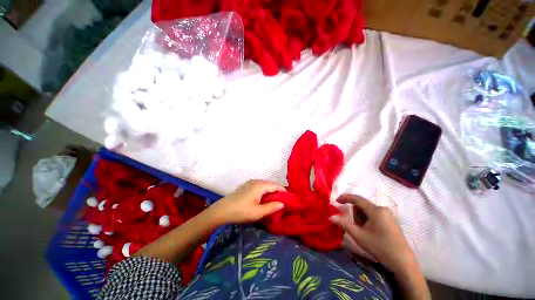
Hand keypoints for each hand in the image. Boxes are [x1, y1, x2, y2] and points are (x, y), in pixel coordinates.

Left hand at [209, 180, 284, 224]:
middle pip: (271, 185)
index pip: (276, 186)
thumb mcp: (258, 212)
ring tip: (274, 202)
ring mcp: (250, 183)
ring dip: (271, 192)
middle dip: (277, 192)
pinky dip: (264, 192)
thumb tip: (282, 204)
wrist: (222, 210)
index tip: (290, 199)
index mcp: (260, 185)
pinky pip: (259, 187)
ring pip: (265, 186)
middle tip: (283, 202)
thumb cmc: (241, 211)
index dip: (284, 192)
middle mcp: (256, 181)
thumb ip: (272, 207)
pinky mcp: (246, 186)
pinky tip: (264, 200)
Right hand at [330, 194, 415, 272]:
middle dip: (355, 214)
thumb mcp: (359, 235)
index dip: (345, 198)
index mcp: (375, 210)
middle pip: (362, 205)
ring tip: (364, 231)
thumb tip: (331, 217)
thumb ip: (344, 224)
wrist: (402, 263)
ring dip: (361, 218)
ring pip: (368, 210)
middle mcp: (382, 209)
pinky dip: (368, 220)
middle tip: (355, 227)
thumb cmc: (380, 247)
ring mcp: (388, 214)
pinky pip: (374, 214)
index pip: (357, 198)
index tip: (336, 201)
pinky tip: (370, 232)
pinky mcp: (391, 220)